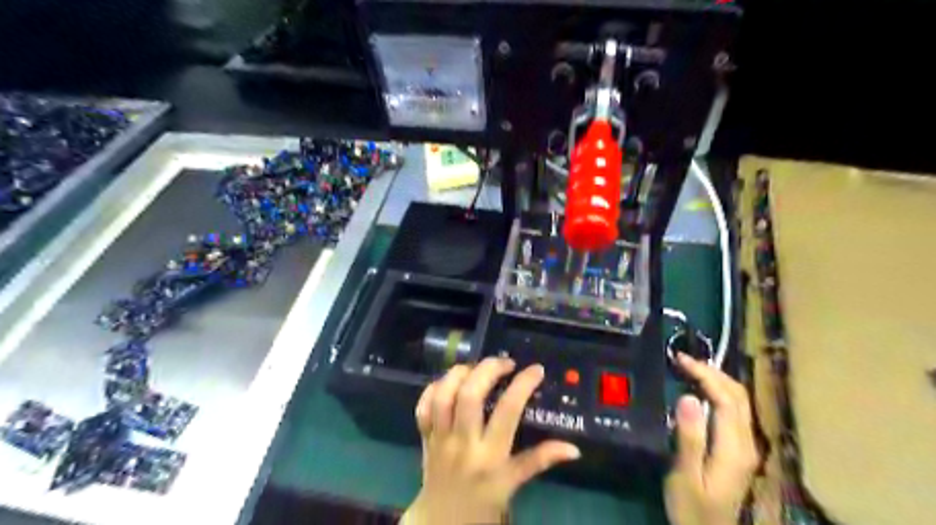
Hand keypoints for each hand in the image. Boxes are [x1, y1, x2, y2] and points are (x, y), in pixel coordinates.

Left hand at [404, 358, 582, 522]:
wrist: (443, 521)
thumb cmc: (484, 501)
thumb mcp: (514, 483)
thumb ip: (540, 460)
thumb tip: (573, 449)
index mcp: (490, 456)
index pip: (507, 411)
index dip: (522, 385)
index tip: (535, 370)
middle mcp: (463, 443)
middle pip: (469, 396)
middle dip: (488, 370)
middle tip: (505, 363)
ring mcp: (440, 438)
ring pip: (443, 396)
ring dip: (460, 374)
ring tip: (476, 368)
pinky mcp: (424, 436)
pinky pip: (422, 406)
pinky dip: (433, 387)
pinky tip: (450, 382)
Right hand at [666, 353, 759, 524]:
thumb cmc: (692, 509)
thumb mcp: (685, 475)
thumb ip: (689, 438)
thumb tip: (688, 397)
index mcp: (734, 448)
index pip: (726, 398)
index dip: (705, 375)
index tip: (679, 360)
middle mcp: (746, 443)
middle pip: (738, 396)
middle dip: (713, 372)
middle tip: (683, 360)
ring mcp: (746, 447)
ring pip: (739, 402)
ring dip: (717, 380)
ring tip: (690, 369)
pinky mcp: (739, 451)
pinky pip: (734, 411)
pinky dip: (718, 393)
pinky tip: (700, 391)